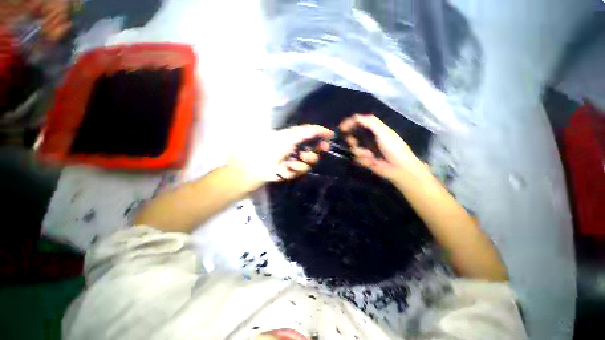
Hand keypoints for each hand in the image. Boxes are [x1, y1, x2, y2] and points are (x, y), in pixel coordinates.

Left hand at [229, 124, 333, 183]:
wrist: (259, 162)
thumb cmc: (274, 145)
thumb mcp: (293, 135)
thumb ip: (311, 132)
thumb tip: (328, 131)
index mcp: (299, 139)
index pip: (316, 139)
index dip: (323, 141)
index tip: (328, 142)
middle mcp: (299, 149)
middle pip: (315, 154)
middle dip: (310, 156)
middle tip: (303, 155)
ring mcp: (296, 161)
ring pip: (309, 165)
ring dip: (299, 164)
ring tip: (289, 163)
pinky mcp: (292, 171)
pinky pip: (300, 172)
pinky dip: (292, 170)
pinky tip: (284, 168)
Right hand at [339, 114, 426, 180]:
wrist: (399, 168)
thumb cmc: (393, 147)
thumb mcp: (383, 131)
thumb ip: (369, 122)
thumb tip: (354, 117)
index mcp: (373, 129)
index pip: (357, 122)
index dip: (348, 123)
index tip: (342, 128)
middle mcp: (367, 138)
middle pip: (351, 136)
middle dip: (352, 140)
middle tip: (355, 143)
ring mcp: (365, 150)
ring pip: (353, 149)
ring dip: (360, 152)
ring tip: (370, 156)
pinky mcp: (364, 160)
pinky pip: (356, 159)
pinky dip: (363, 160)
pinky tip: (371, 162)